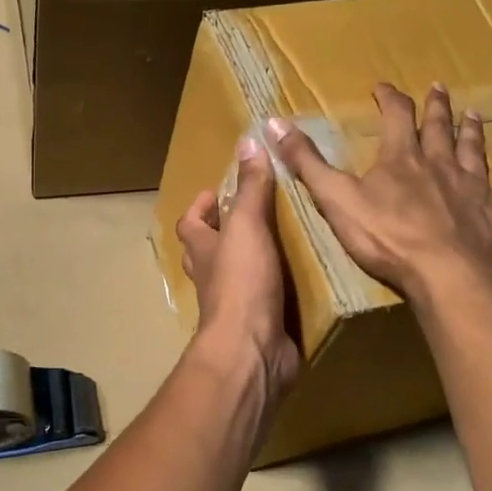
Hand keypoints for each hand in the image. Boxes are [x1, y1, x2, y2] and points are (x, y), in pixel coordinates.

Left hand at [176, 135, 300, 398]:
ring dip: (253, 259)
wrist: (252, 350)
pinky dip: (277, 288)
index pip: (190, 222)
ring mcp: (233, 303)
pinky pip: (265, 299)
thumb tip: (247, 140)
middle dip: (226, 231)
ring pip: (236, 274)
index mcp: (202, 250)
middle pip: (209, 249)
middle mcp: (213, 276)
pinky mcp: (258, 324)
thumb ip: (250, 188)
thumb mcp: (247, 226)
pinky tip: (301, 278)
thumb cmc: (242, 283)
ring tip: (285, 238)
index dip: (201, 206)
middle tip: (257, 213)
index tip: (220, 191)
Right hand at [265, 82, 491, 306]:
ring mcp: (475, 189)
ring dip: (472, 132)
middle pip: (439, 128)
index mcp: (401, 160)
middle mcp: (441, 165)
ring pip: (475, 152)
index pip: (395, 117)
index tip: (382, 87)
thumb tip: (273, 123)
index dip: (388, 99)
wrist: (447, 278)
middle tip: (439, 88)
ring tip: (474, 114)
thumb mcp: (335, 199)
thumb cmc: (387, 239)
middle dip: (435, 107)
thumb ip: (306, 162)